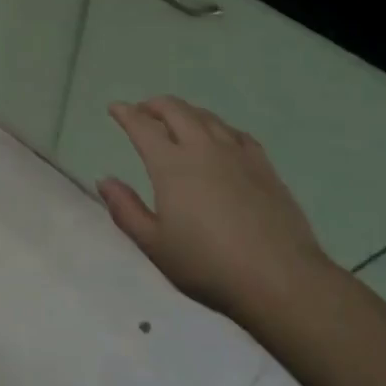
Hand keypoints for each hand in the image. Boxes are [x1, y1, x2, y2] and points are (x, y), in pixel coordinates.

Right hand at [98, 97, 336, 326]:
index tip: (115, 108)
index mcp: (171, 164)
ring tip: (176, 120)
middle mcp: (202, 148)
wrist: (280, 280)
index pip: (142, 126)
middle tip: (142, 111)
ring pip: (206, 117)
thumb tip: (105, 180)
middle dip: (154, 105)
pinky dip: (218, 127)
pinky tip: (220, 138)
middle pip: (175, 110)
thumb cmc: (208, 265)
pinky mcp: (264, 166)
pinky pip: (236, 133)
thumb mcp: (155, 245)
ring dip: (185, 112)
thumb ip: (126, 210)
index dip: (125, 113)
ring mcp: (236, 154)